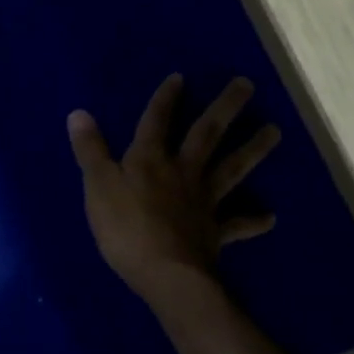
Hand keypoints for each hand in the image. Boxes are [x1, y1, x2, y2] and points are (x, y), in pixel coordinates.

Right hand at [67, 74, 281, 306]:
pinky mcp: (215, 232)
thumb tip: (78, 113)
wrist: (167, 275)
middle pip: (207, 134)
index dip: (166, 99)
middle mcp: (183, 172)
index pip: (157, 121)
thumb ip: (90, 150)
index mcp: (151, 160)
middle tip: (247, 84)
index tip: (180, 77)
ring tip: (276, 130)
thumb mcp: (98, 186)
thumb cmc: (126, 229)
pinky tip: (271, 217)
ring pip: (232, 169)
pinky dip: (254, 220)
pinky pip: (238, 224)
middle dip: (225, 108)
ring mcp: (204, 202)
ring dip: (253, 149)